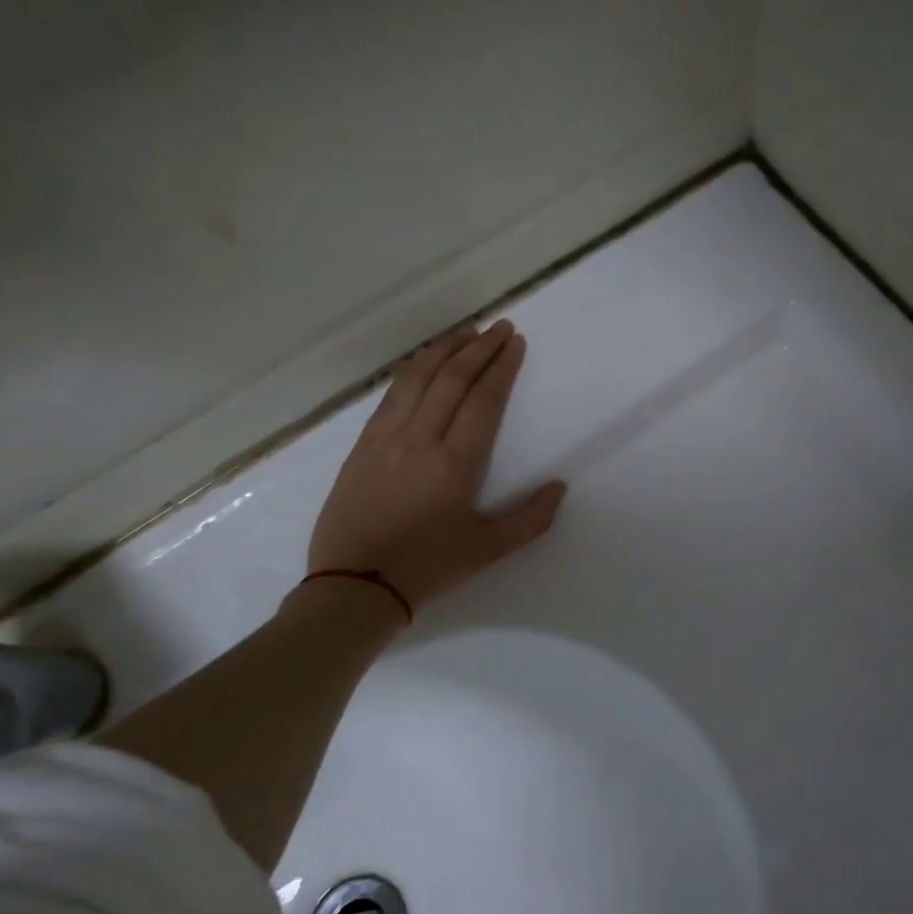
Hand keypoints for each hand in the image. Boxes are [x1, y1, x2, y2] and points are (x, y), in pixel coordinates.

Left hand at [306, 320, 565, 614]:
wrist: (354, 586)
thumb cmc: (428, 568)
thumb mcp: (488, 550)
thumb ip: (530, 519)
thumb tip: (558, 486)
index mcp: (454, 464)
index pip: (482, 400)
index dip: (501, 367)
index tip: (515, 342)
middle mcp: (419, 440)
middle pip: (451, 379)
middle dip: (478, 348)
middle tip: (499, 327)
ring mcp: (384, 439)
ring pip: (416, 379)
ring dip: (443, 349)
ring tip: (464, 332)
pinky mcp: (361, 445)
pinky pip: (391, 395)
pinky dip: (412, 370)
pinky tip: (423, 363)